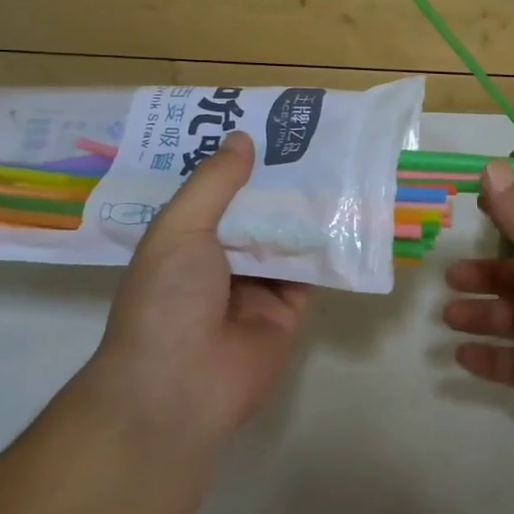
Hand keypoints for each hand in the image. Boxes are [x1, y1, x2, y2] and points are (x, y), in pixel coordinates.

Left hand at [92, 132, 309, 446]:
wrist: (180, 386)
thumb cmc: (167, 298)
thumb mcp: (180, 229)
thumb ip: (214, 184)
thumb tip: (242, 139)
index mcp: (183, 241)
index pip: (213, 193)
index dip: (236, 163)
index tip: (263, 126)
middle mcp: (219, 262)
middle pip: (254, 213)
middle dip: (277, 181)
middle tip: (310, 138)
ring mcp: (254, 288)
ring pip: (285, 239)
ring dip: (305, 209)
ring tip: (335, 163)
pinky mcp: (287, 312)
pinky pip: (310, 273)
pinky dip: (326, 248)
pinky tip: (347, 212)